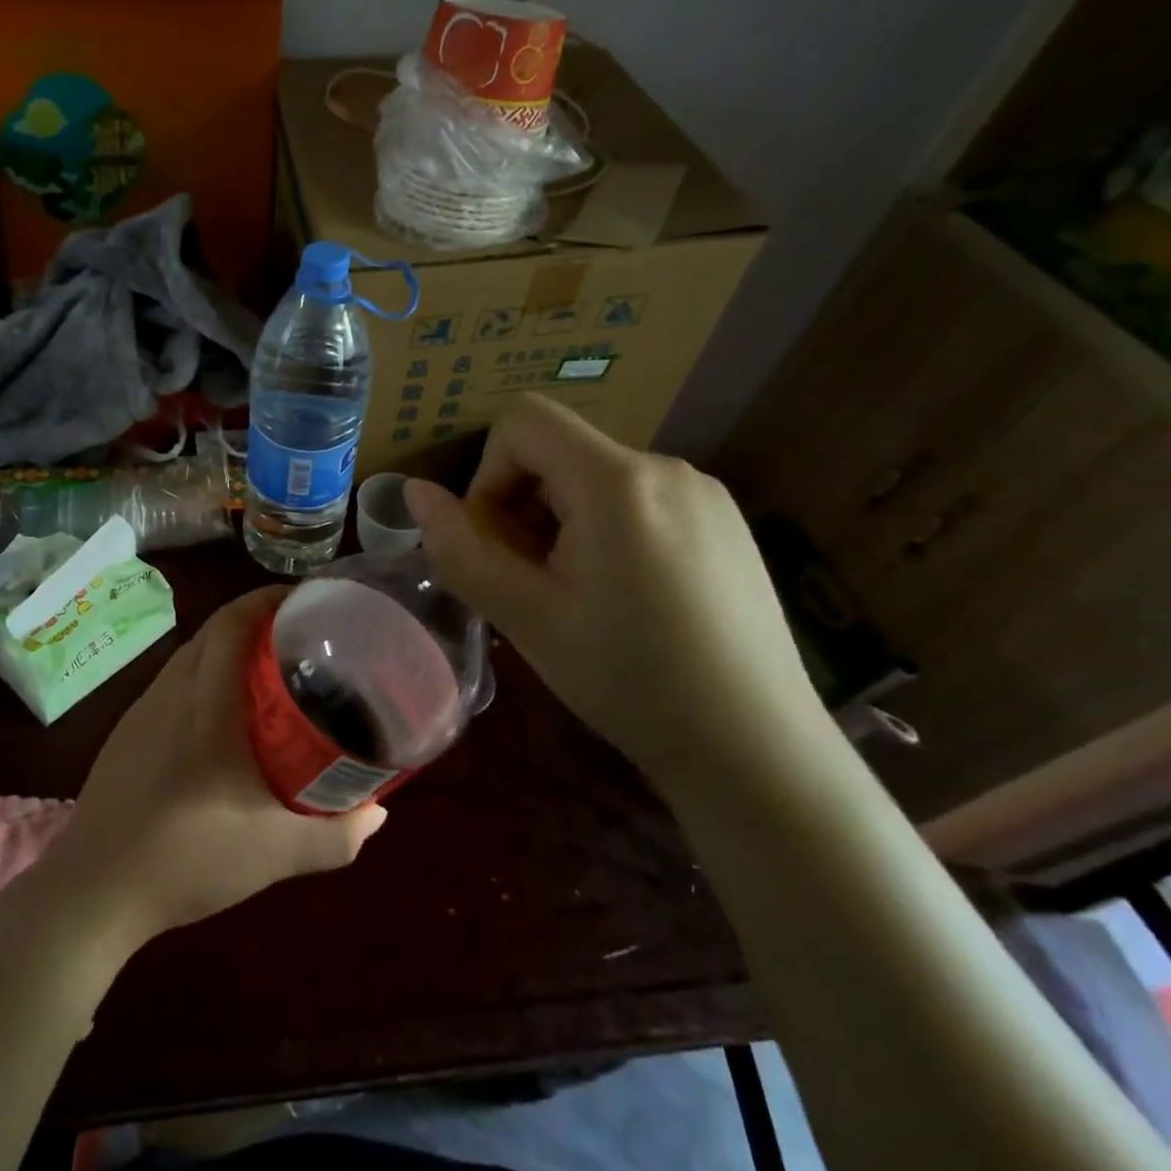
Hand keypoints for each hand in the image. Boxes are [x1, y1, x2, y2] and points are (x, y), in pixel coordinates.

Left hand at [47, 588, 387, 945]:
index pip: (232, 623)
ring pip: (189, 655)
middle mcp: (171, 693)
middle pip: (212, 631)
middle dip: (255, 619)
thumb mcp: (276, 855)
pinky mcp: (125, 733)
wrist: (94, 890)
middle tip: (300, 636)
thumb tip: (379, 815)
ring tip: (266, 670)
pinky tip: (219, 715)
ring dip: (226, 647)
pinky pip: (171, 682)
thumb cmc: (188, 860)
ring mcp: (142, 711)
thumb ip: (336, 836)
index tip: (305, 600)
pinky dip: (202, 675)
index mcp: (207, 705)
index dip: (267, 599)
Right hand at [405, 394, 832, 786]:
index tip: (497, 543)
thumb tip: (415, 492)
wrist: (755, 749)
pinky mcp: (725, 523)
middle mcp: (667, 468)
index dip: (488, 474)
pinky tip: (626, 600)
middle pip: (558, 452)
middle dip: (523, 507)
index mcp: (617, 481)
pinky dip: (605, 531)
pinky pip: (639, 500)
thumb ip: (460, 549)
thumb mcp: (525, 617)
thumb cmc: (628, 680)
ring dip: (561, 523)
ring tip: (577, 598)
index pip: (522, 421)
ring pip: (596, 479)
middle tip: (532, 585)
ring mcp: (705, 494)